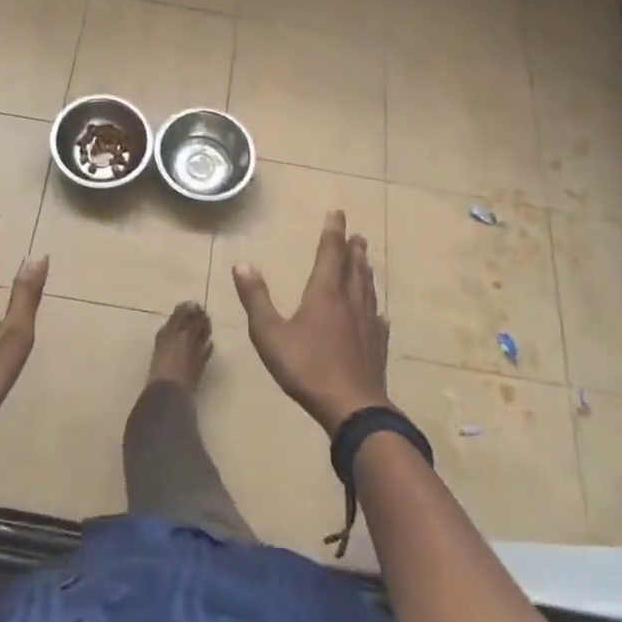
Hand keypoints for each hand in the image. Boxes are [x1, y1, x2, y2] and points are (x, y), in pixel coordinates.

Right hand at [232, 209, 390, 434]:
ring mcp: (367, 325)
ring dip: (366, 271)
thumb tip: (242, 265)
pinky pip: (378, 320)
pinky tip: (379, 314)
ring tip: (366, 261)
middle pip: (354, 268)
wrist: (352, 408)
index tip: (338, 213)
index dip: (333, 232)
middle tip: (358, 235)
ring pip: (368, 290)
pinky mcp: (378, 347)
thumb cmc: (307, 368)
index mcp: (324, 294)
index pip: (330, 254)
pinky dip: (376, 309)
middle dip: (354, 249)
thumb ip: (256, 299)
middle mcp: (349, 302)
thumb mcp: (269, 334)